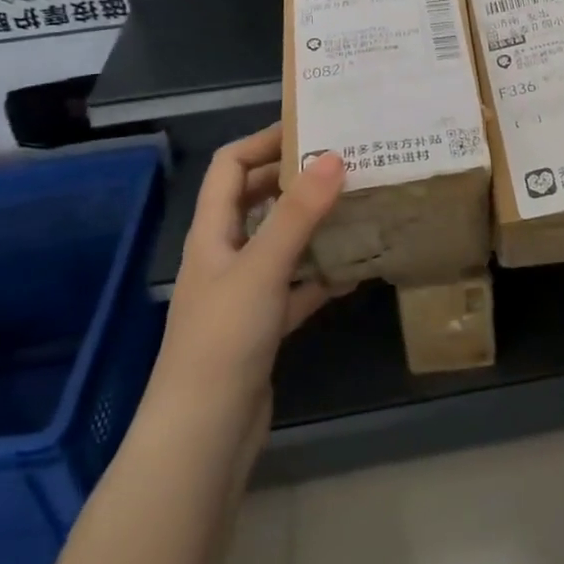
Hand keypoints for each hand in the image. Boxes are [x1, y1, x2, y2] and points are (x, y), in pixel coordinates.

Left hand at [145, 123, 347, 460]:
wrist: (204, 436)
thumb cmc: (224, 339)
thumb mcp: (262, 267)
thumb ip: (298, 213)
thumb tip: (333, 155)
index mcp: (212, 232)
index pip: (230, 166)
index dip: (264, 141)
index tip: (312, 127)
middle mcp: (225, 255)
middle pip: (257, 201)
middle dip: (296, 180)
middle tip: (346, 164)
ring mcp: (244, 293)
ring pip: (281, 244)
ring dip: (314, 226)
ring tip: (359, 207)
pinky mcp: (263, 327)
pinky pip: (297, 287)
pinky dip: (321, 276)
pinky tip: (356, 270)